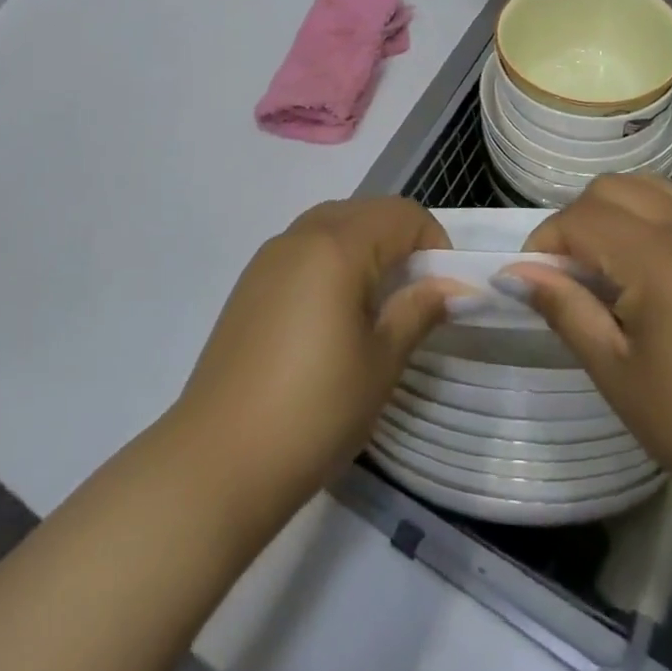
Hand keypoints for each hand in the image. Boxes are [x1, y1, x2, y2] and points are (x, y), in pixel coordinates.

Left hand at [171, 198, 459, 522]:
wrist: (220, 458)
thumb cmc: (315, 409)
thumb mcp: (381, 362)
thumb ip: (418, 311)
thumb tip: (451, 287)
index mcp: (336, 246)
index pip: (401, 214)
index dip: (433, 243)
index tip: (442, 291)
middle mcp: (299, 237)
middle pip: (364, 212)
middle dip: (399, 241)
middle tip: (414, 296)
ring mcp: (268, 258)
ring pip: (330, 225)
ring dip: (364, 247)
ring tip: (375, 305)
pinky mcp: (249, 284)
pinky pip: (302, 249)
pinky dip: (330, 261)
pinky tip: (331, 315)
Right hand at [500, 174, 671, 514]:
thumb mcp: (612, 369)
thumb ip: (563, 307)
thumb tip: (516, 272)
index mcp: (657, 259)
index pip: (580, 219)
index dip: (545, 243)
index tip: (532, 281)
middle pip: (610, 189)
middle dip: (574, 220)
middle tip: (566, 273)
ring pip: (646, 185)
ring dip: (612, 208)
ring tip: (602, 259)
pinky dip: (652, 206)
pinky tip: (646, 248)